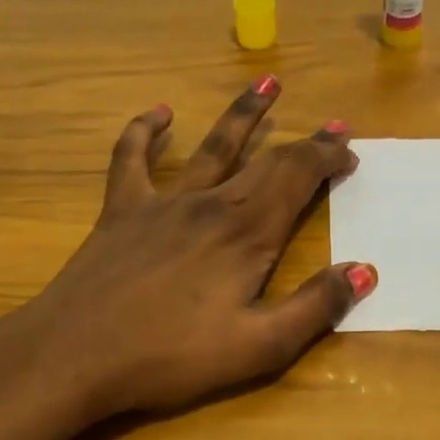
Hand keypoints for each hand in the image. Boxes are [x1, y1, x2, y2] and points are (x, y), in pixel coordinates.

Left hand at [2, 77, 375, 425]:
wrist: (73, 356)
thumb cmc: (171, 356)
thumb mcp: (259, 347)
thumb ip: (316, 307)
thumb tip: (365, 271)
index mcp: (248, 233)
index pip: (298, 176)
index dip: (328, 157)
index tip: (350, 152)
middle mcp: (211, 205)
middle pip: (266, 159)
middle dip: (304, 141)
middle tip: (333, 125)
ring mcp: (163, 202)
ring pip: (212, 146)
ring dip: (243, 114)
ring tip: (267, 83)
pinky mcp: (121, 211)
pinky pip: (132, 158)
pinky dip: (145, 131)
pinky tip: (160, 113)